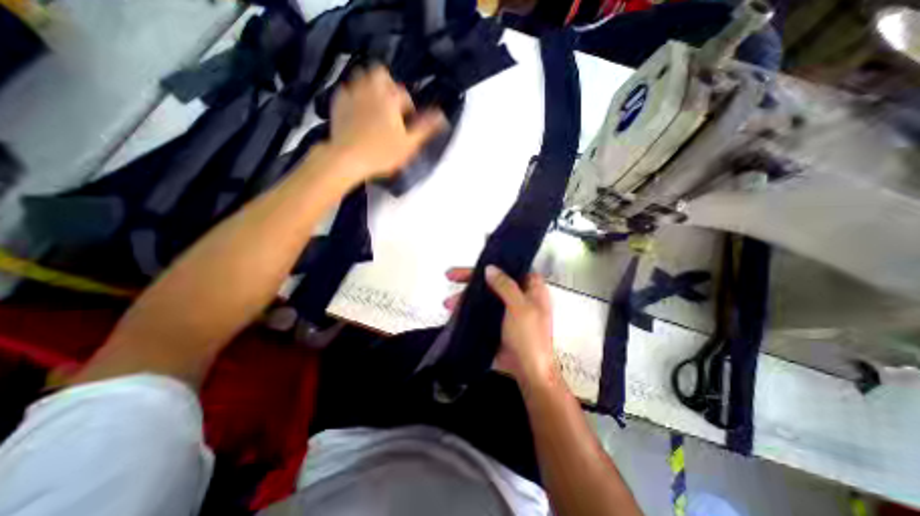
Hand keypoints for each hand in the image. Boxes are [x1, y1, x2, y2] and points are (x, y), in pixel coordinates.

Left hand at [329, 64, 447, 181]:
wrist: (347, 159)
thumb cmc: (382, 153)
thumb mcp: (409, 144)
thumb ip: (426, 128)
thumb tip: (442, 115)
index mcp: (390, 98)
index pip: (404, 94)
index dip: (408, 107)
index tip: (407, 123)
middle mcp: (371, 89)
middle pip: (381, 74)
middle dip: (388, 86)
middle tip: (390, 107)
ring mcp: (352, 94)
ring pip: (362, 76)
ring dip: (370, 87)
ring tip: (374, 106)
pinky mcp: (338, 102)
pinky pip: (347, 89)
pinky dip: (354, 95)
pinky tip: (357, 110)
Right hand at [445, 267, 556, 385]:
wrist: (528, 372)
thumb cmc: (529, 337)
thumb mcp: (519, 308)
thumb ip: (505, 286)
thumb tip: (490, 269)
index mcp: (532, 289)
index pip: (513, 268)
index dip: (496, 263)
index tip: (478, 262)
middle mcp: (519, 296)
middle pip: (493, 281)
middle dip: (471, 280)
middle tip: (451, 276)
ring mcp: (506, 310)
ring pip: (484, 296)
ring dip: (466, 297)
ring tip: (448, 303)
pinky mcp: (497, 323)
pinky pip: (481, 311)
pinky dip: (468, 310)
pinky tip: (455, 312)